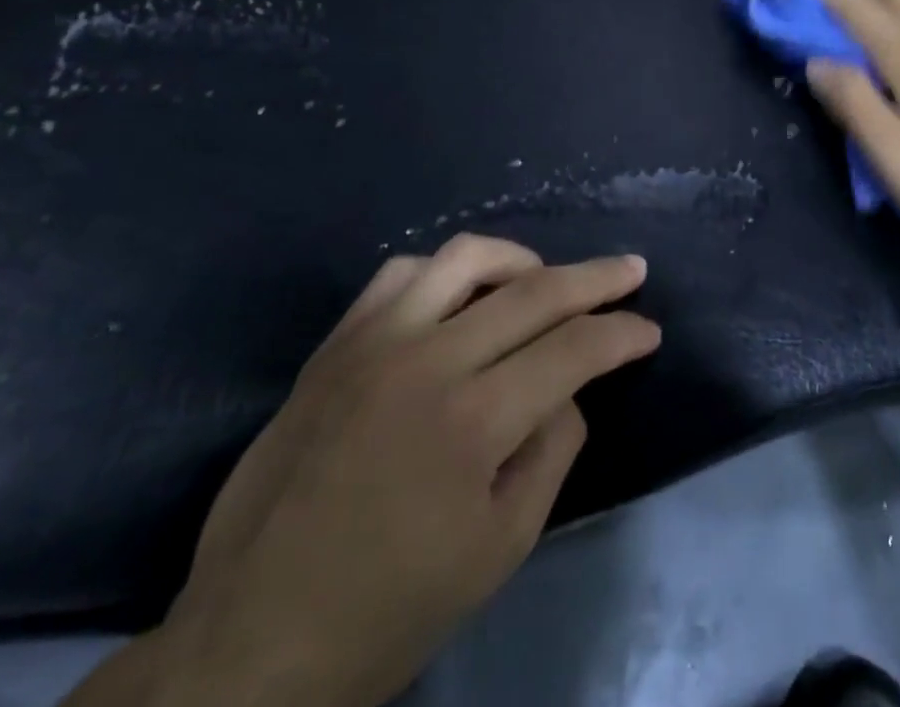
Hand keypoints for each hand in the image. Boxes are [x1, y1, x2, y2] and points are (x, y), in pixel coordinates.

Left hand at [66, 234, 660, 706]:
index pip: (574, 347)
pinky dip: (447, 271)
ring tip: (546, 279)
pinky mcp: (336, 345)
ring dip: (523, 260)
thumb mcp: (501, 548)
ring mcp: (374, 343)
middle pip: (535, 290)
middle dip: (598, 276)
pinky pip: (402, 273)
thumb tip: (568, 386)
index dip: (623, 333)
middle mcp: (428, 361)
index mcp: (474, 422)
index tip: (649, 330)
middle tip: (631, 270)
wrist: (250, 642)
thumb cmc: (389, 609)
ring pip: (467, 257)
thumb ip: (553, 450)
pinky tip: (463, 296)